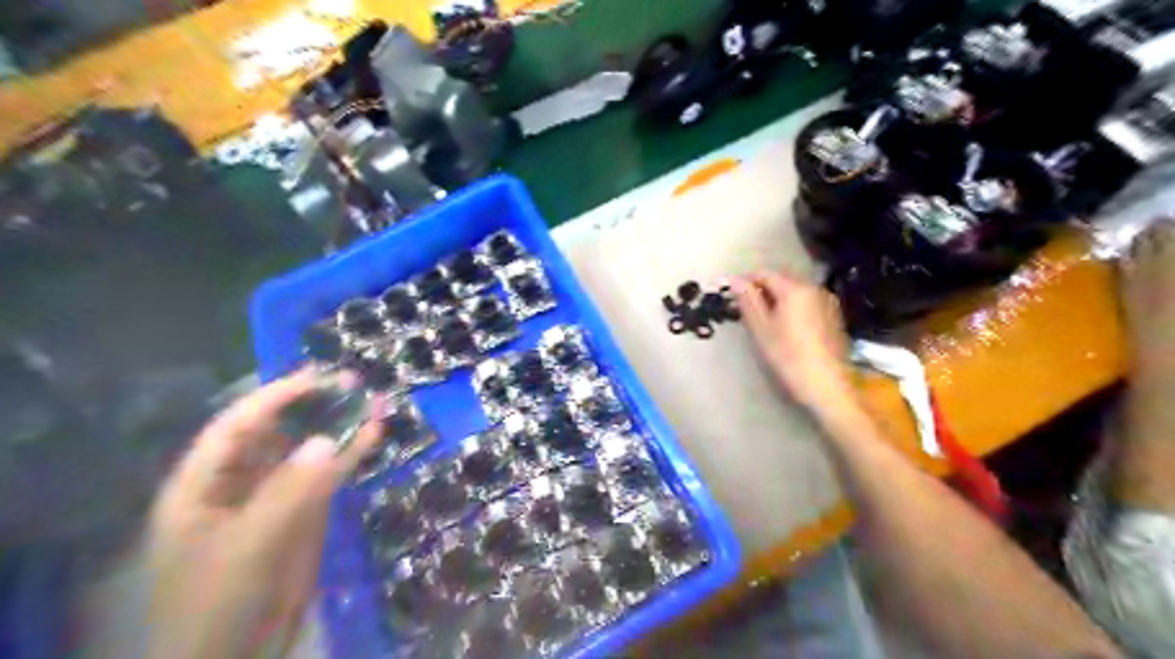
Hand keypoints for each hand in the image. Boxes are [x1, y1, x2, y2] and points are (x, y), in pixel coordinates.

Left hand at [144, 371, 385, 658]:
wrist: (237, 653)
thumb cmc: (218, 603)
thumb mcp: (248, 547)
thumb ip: (288, 492)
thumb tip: (328, 439)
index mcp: (202, 485)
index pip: (236, 427)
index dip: (273, 398)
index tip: (315, 378)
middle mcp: (238, 483)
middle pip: (276, 432)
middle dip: (313, 406)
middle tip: (352, 382)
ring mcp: (275, 497)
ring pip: (308, 452)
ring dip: (340, 427)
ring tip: (373, 400)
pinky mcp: (304, 514)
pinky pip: (328, 477)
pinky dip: (351, 455)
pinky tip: (375, 434)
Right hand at [732, 267, 855, 412]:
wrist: (826, 385)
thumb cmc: (788, 356)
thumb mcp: (761, 329)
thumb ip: (748, 301)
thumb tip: (735, 280)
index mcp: (794, 288)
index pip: (764, 273)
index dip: (745, 281)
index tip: (731, 296)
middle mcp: (814, 288)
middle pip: (781, 280)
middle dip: (762, 289)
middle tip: (744, 309)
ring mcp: (827, 301)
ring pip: (795, 291)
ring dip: (777, 299)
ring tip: (763, 319)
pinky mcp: (833, 316)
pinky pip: (807, 302)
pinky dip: (792, 307)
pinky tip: (785, 327)